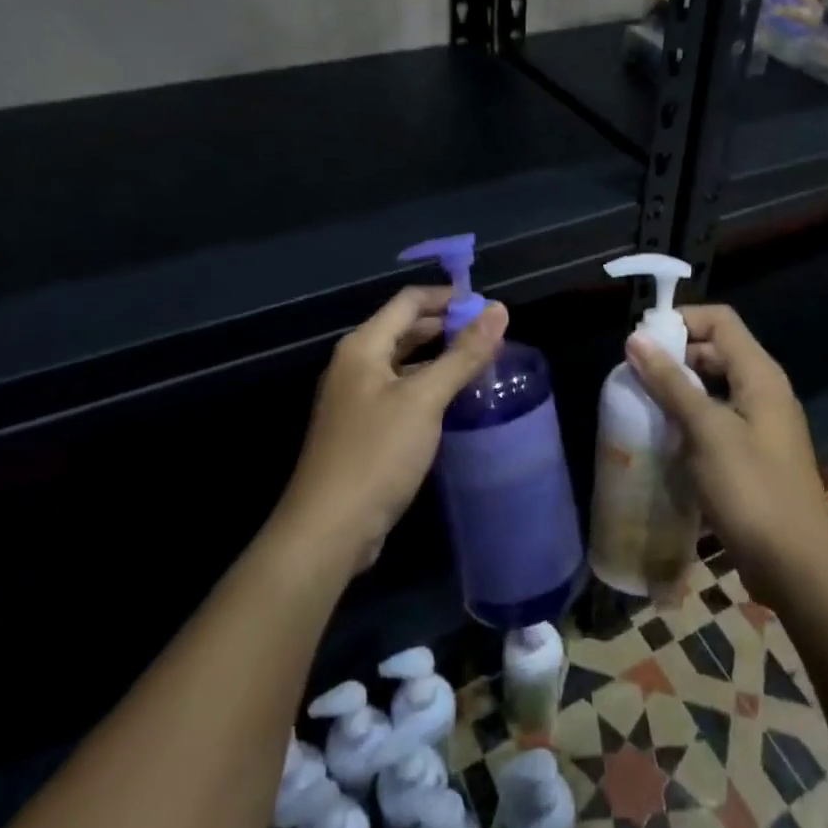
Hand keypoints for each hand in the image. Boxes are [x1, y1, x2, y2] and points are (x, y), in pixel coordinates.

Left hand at [281, 287, 508, 571]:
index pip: (409, 301)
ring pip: (405, 363)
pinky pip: (401, 392)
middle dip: (448, 327)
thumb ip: (463, 354)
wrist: (329, 529)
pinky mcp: (364, 428)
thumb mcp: (424, 400)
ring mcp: (357, 398)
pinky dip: (429, 386)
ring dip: (440, 358)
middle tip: (492, 337)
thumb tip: (499, 310)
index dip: (448, 298)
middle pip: (406, 329)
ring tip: (482, 364)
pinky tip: (456, 401)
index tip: (489, 309)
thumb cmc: (376, 454)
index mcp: (363, 346)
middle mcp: (356, 364)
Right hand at [624, 305, 827, 593]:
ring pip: (712, 388)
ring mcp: (760, 425)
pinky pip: (716, 421)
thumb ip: (671, 383)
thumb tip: (636, 338)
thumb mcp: (706, 430)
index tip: (642, 342)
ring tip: (641, 405)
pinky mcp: (752, 455)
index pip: (720, 320)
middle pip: (715, 351)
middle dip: (674, 357)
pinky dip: (689, 420)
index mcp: (760, 374)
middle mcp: (763, 391)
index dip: (681, 321)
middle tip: (634, 376)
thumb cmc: (752, 490)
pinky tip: (662, 439)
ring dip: (677, 391)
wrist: (797, 566)